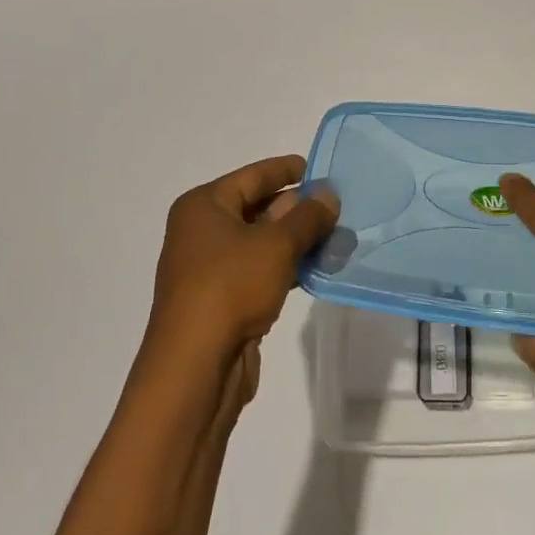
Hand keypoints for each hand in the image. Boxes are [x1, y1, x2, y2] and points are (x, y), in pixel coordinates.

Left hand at [144, 155, 338, 402]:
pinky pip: (261, 270)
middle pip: (257, 207)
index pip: (253, 176)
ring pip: (262, 242)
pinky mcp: (223, 299)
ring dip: (298, 240)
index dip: (287, 170)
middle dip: (298, 208)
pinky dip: (288, 267)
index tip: (320, 168)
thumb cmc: (231, 287)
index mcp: (204, 205)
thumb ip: (307, 217)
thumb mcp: (276, 244)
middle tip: (339, 206)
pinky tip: (319, 268)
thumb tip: (328, 195)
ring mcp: (211, 267)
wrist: (195, 366)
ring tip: (339, 237)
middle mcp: (202, 231)